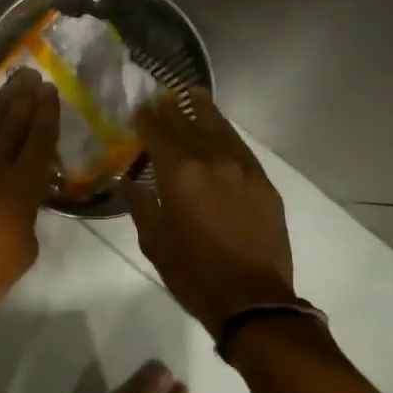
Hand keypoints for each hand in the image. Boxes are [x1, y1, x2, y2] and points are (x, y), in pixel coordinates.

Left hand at [0, 71, 59, 322]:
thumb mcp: (24, 249)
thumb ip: (28, 216)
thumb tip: (24, 201)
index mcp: (19, 187)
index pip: (38, 142)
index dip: (46, 115)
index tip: (50, 92)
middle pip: (11, 126)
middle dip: (24, 100)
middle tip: (32, 76)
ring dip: (0, 106)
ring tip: (12, 86)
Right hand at [119, 92, 295, 335]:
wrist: (252, 299)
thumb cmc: (194, 274)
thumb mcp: (155, 242)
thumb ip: (141, 204)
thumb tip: (128, 182)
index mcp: (181, 173)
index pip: (158, 131)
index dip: (146, 117)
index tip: (138, 107)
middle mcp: (212, 159)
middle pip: (188, 122)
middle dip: (171, 107)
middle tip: (160, 95)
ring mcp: (243, 168)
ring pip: (219, 127)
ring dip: (202, 109)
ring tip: (191, 93)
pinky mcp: (263, 182)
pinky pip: (239, 147)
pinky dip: (225, 133)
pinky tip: (219, 130)